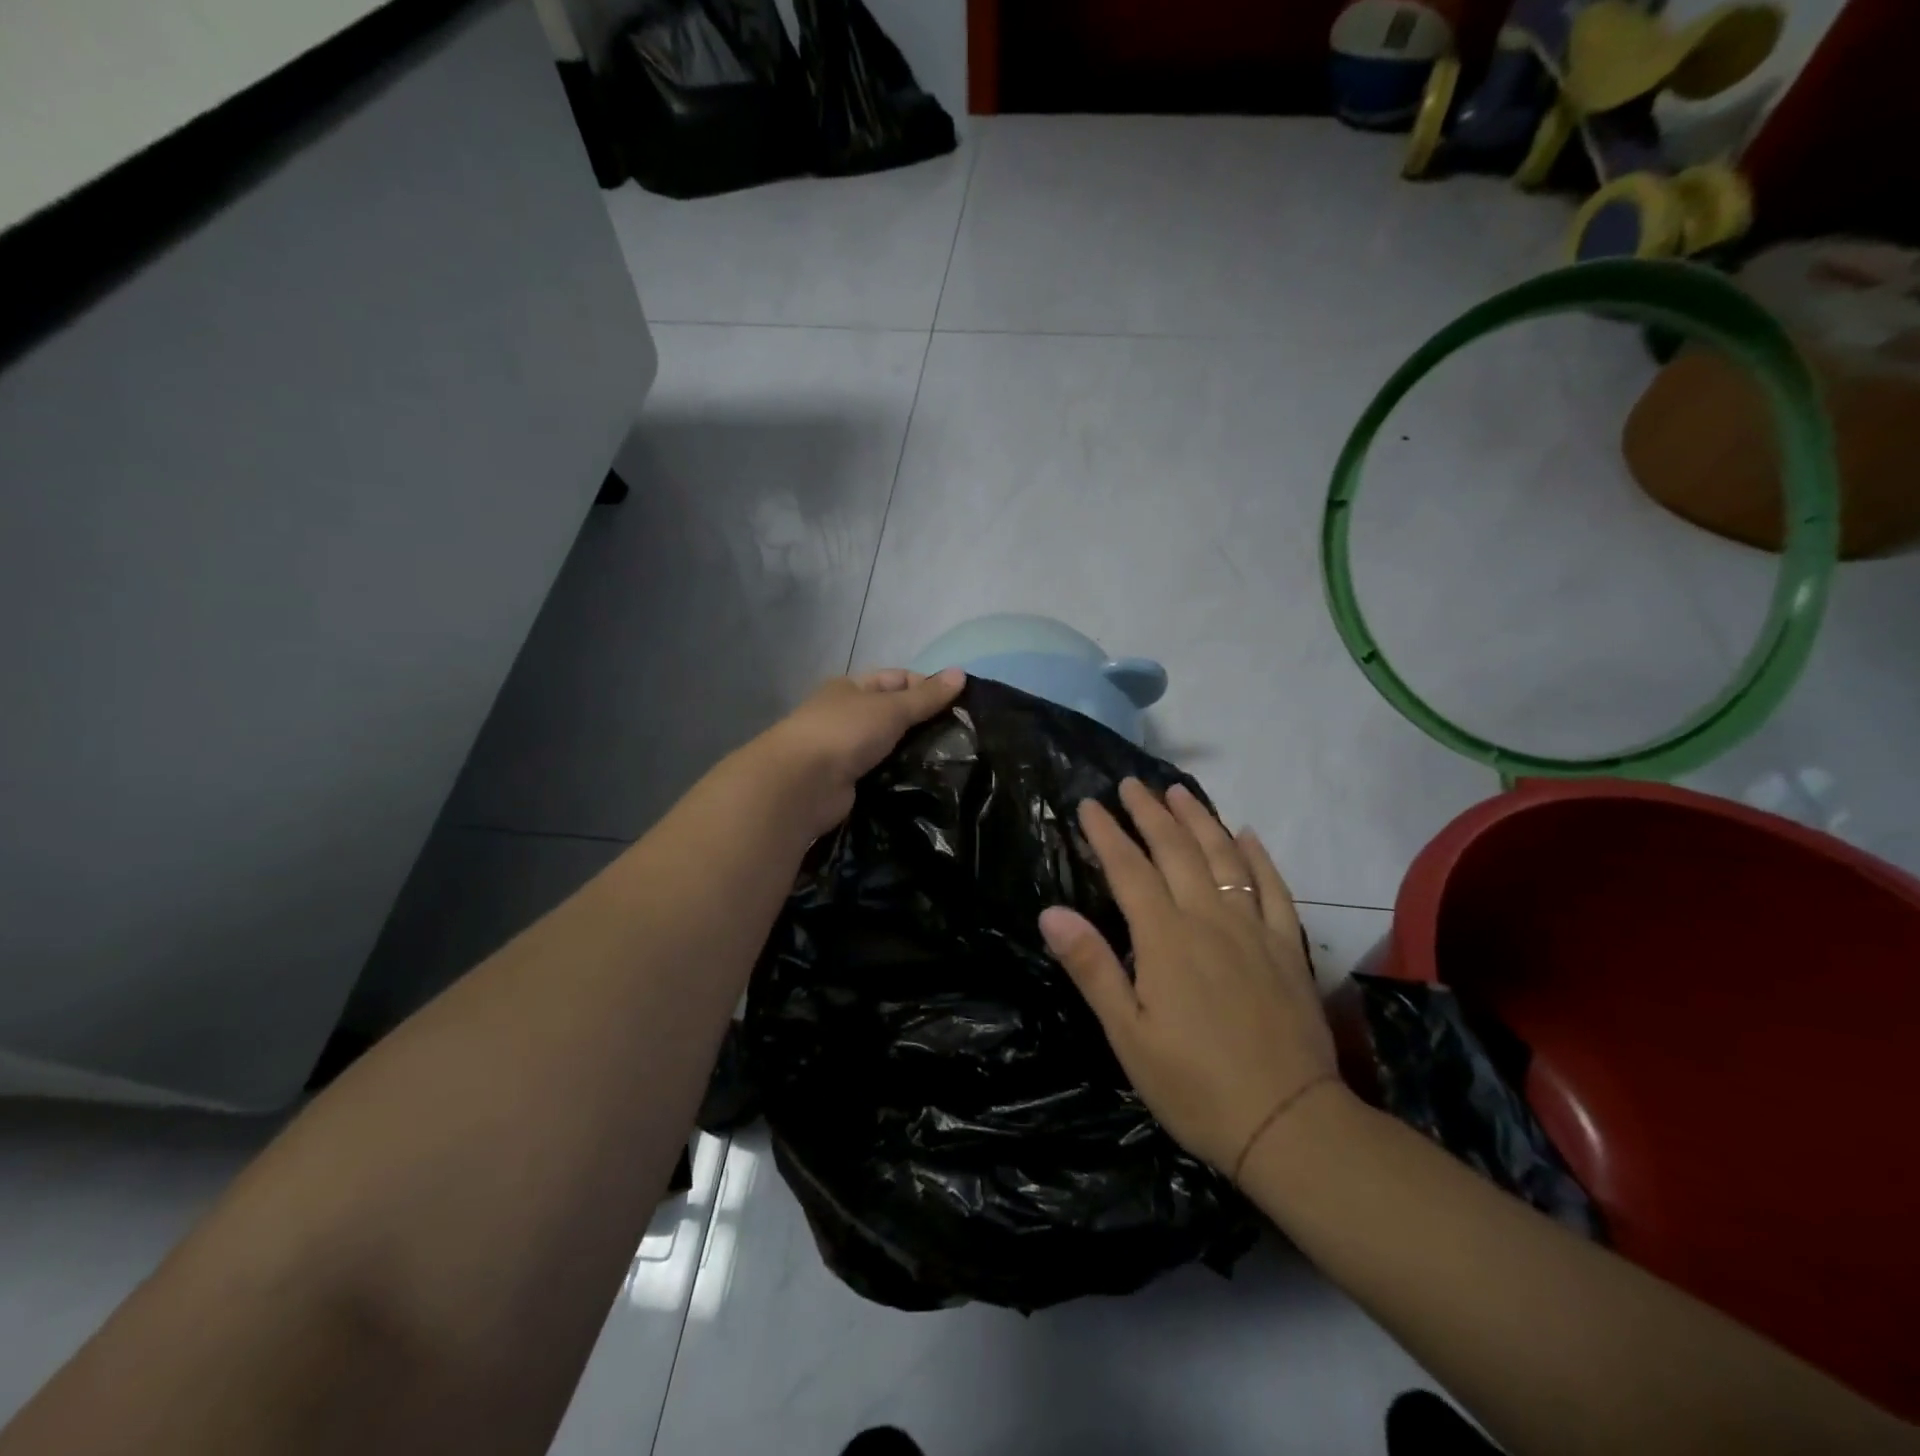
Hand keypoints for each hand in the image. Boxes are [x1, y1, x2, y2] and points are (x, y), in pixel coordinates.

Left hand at [751, 668, 965, 839]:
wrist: (802, 785)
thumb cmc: (845, 732)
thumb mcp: (891, 708)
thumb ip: (926, 696)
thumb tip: (961, 672)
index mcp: (852, 688)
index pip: (897, 679)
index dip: (927, 686)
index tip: (960, 704)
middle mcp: (848, 716)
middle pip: (894, 714)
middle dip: (924, 723)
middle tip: (963, 736)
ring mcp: (846, 751)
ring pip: (890, 746)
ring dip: (914, 752)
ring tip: (954, 761)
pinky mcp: (850, 782)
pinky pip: (883, 774)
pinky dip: (902, 777)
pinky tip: (929, 783)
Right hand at [1039, 779, 1340, 1176]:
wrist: (1288, 1124)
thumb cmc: (1194, 1085)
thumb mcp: (1128, 1035)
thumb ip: (1092, 967)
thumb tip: (1052, 912)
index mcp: (1166, 939)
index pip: (1129, 870)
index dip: (1107, 834)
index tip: (1089, 805)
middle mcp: (1209, 920)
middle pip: (1177, 852)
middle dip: (1150, 814)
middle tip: (1131, 785)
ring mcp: (1254, 930)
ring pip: (1224, 858)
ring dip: (1200, 820)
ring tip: (1180, 793)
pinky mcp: (1289, 948)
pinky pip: (1274, 889)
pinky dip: (1259, 857)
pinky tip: (1248, 836)